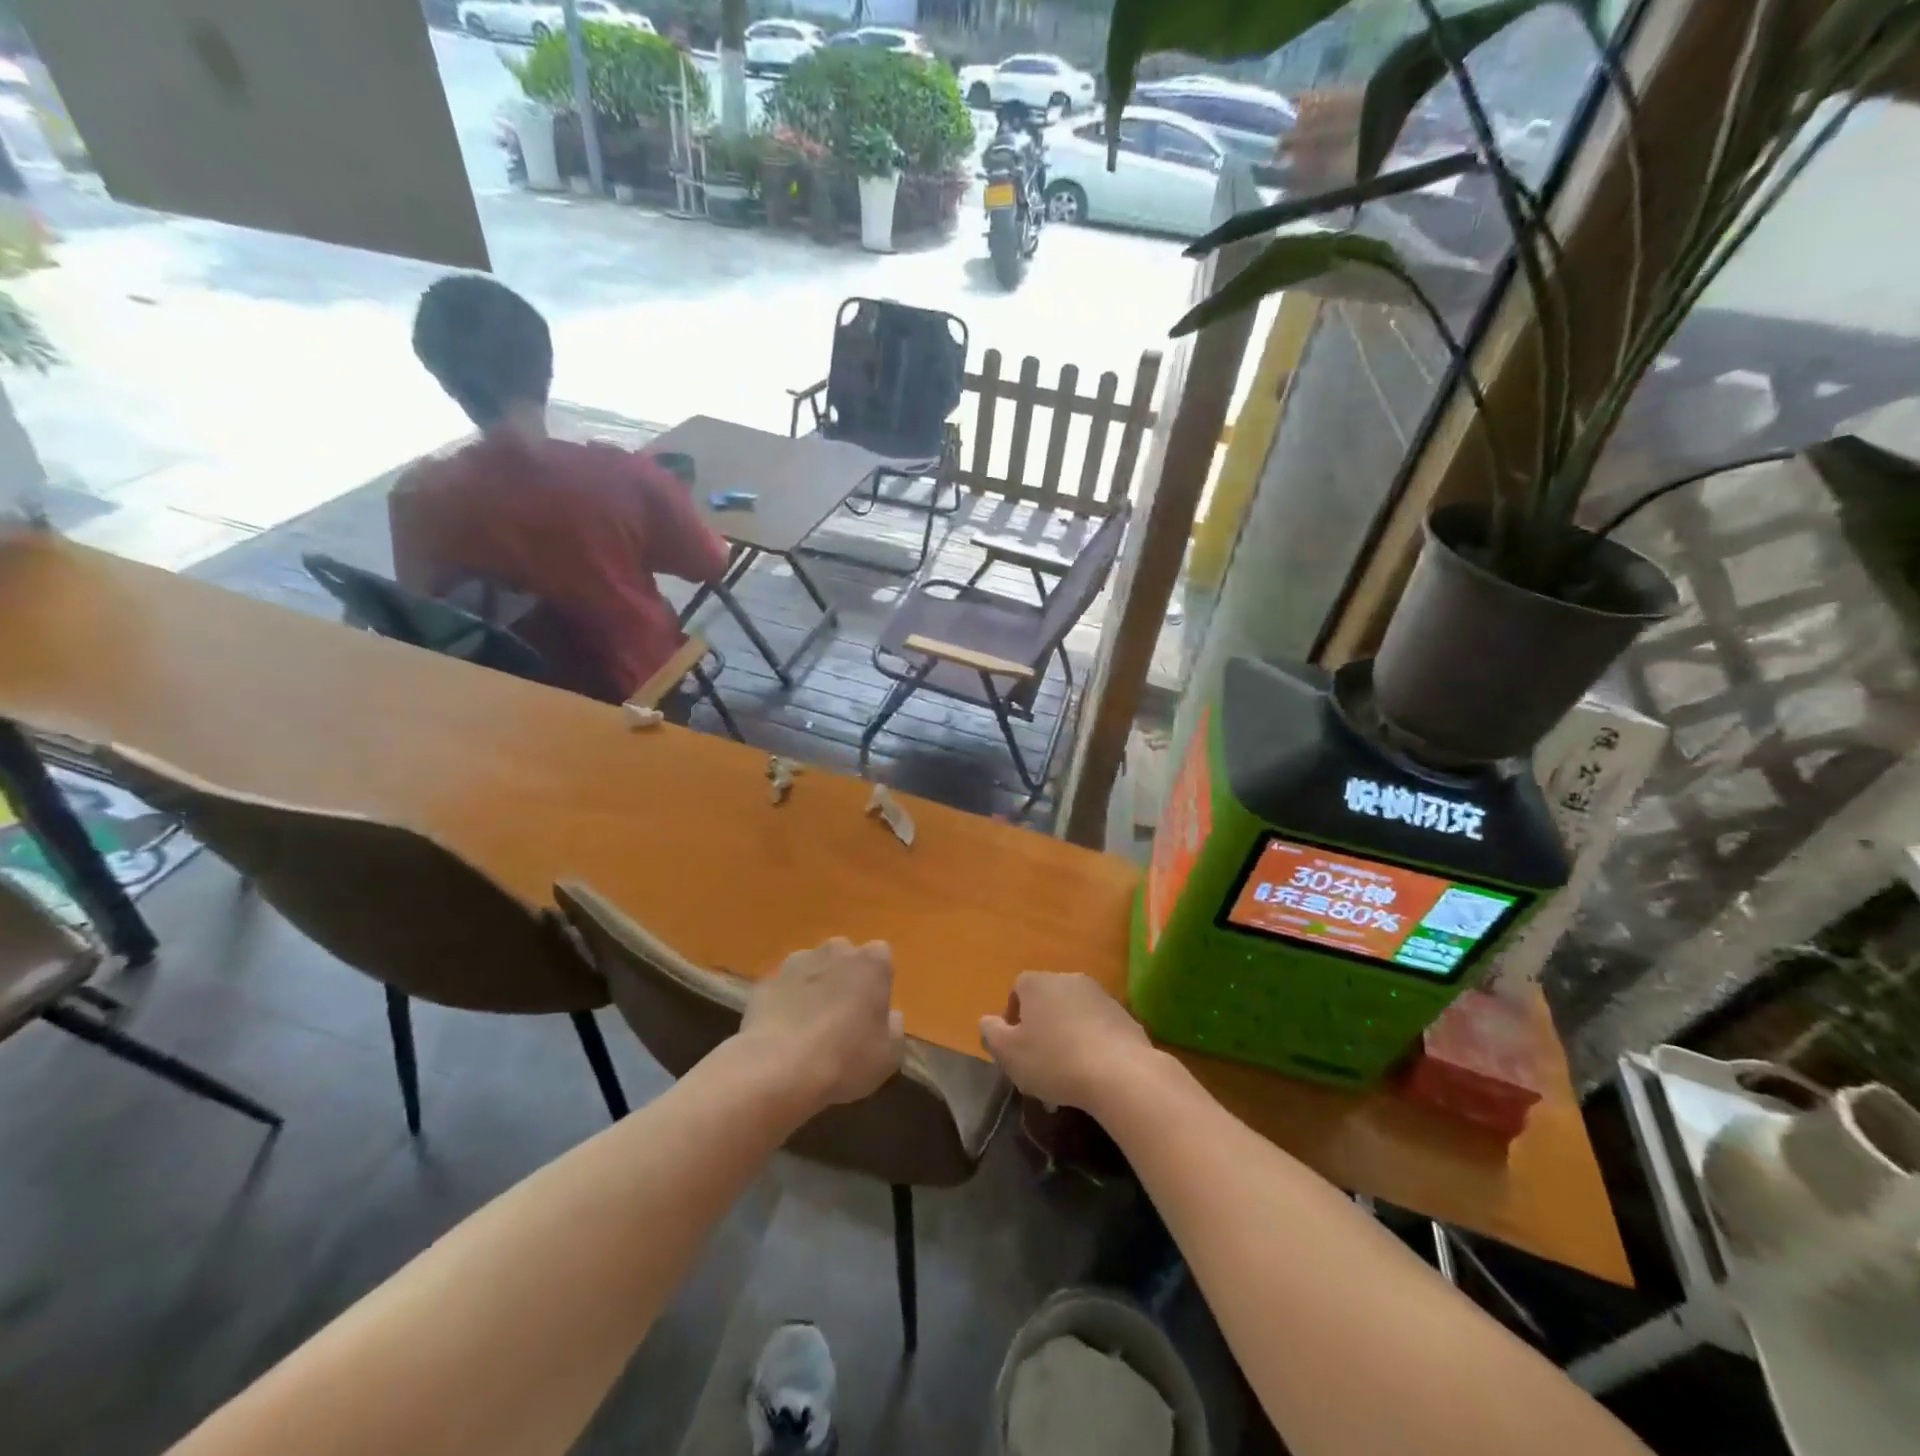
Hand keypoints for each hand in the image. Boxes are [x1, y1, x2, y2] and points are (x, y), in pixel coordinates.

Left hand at [740, 938, 904, 1110]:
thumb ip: (894, 1028)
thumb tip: (890, 1015)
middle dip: (844, 977)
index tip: (872, 1008)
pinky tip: (782, 1033)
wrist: (779, 1070)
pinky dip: (785, 1001)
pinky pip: (783, 987)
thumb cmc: (846, 1061)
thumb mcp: (889, 1056)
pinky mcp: (766, 980)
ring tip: (808, 1026)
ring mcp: (797, 962)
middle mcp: (836, 951)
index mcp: (872, 964)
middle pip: (844, 956)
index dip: (877, 981)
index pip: (881, 956)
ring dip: (814, 986)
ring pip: (812, 968)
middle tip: (842, 1016)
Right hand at [978, 972, 1153, 1111]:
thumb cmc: (1054, 1060)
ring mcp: (1101, 996)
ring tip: (1067, 1079)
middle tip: (1039, 1066)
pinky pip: (1098, 1030)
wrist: (1121, 1073)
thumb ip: (991, 1033)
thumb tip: (989, 1022)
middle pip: (1047, 1003)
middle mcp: (1069, 979)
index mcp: (1038, 983)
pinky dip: (1092, 1047)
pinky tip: (1092, 1077)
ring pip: (1073, 1017)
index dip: (1013, 1018)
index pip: (1017, 989)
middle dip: (1041, 1031)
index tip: (1015, 1048)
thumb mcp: (1008, 1053)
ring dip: (1067, 1040)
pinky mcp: (1125, 1017)